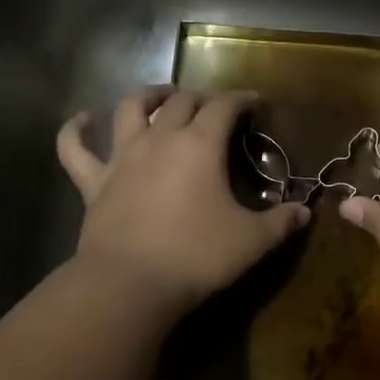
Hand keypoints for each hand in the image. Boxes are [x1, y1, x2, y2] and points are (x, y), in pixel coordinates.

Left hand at [57, 87, 309, 313]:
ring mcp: (122, 157)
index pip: (224, 107)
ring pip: (130, 109)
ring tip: (161, 96)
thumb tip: (305, 212)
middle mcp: (160, 139)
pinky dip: (75, 130)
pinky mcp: (94, 182)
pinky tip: (83, 120)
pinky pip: (75, 148)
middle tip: (214, 108)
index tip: (255, 102)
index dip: (242, 99)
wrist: (130, 284)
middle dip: (201, 98)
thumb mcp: (251, 242)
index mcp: (200, 145)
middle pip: (181, 103)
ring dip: (148, 96)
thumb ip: (281, 223)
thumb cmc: (197, 257)